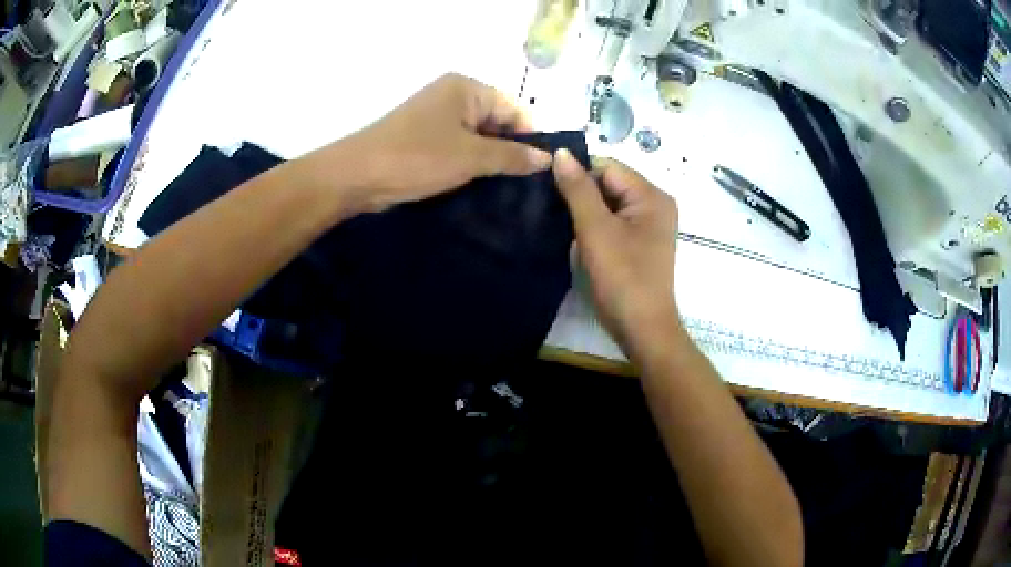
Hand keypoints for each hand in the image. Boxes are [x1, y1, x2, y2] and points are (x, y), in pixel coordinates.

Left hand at [306, 73, 552, 214]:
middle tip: (527, 184)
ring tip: (508, 189)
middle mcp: (453, 95)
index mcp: (467, 88)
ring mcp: (436, 117)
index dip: (530, 137)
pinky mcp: (425, 137)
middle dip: (511, 150)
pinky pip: (459, 146)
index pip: (515, 108)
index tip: (542, 170)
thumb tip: (547, 158)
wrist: (357, 176)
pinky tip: (481, 185)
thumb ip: (512, 156)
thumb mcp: (471, 157)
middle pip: (497, 121)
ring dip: (490, 160)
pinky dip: (470, 163)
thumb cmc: (417, 157)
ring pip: (478, 137)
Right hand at [552, 150, 679, 350]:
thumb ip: (578, 189)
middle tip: (551, 210)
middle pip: (610, 184)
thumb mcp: (596, 230)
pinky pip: (614, 223)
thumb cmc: (622, 278)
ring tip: (560, 225)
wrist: (642, 330)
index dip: (578, 174)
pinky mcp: (641, 244)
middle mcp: (655, 204)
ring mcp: (650, 226)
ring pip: (609, 204)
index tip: (548, 190)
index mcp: (651, 195)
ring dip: (586, 213)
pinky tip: (577, 240)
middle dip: (581, 195)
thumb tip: (560, 153)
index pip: (607, 167)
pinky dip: (595, 228)